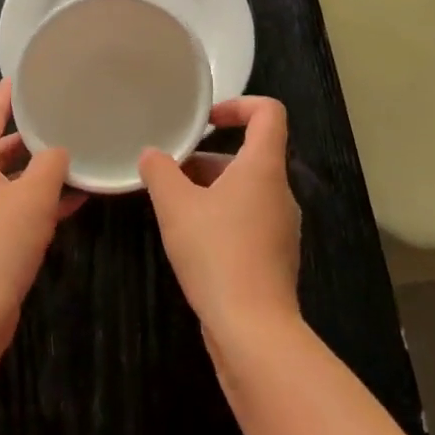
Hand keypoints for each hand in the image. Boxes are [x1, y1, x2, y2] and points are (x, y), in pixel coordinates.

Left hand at [0, 79, 83, 326]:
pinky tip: (70, 200)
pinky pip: (7, 205)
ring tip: (73, 155)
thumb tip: (57, 152)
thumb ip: (51, 164)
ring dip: (36, 170)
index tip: (29, 76)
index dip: (9, 94)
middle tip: (60, 115)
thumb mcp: (34, 196)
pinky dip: (32, 200)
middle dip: (29, 134)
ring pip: (5, 177)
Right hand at [139, 96, 301, 348]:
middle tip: (171, 174)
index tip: (206, 121)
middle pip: (251, 155)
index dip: (239, 105)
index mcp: (264, 168)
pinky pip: (249, 220)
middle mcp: (280, 192)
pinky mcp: (276, 256)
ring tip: (173, 208)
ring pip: (247, 191)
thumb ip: (160, 172)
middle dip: (208, 158)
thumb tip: (151, 155)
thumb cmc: (216, 254)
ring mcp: (282, 226)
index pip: (269, 113)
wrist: (253, 329)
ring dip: (211, 190)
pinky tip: (193, 242)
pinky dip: (222, 218)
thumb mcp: (175, 207)